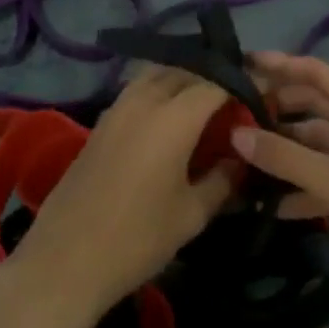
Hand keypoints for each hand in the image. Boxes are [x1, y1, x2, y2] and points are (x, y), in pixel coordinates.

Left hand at [8, 66, 238, 320]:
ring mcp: (117, 107)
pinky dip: (159, 92)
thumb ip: (223, 179)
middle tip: (234, 102)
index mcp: (173, 117)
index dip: (241, 85)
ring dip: (183, 81)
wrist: (67, 257)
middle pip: (185, 71)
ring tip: (204, 108)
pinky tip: (170, 120)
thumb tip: (241, 158)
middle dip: (212, 79)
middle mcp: (144, 99)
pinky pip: (138, 90)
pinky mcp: (101, 121)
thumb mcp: (192, 214)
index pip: (216, 83)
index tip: (261, 97)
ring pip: (157, 75)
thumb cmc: (138, 238)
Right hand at [234, 53, 328, 313]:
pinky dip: (299, 185)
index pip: (317, 73)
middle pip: (314, 106)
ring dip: (284, 149)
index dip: (280, 64)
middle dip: (277, 109)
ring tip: (242, 155)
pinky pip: (324, 177)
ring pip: (316, 144)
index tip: (242, 62)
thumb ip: (284, 157)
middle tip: (234, 112)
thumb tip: (235, 133)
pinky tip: (269, 202)